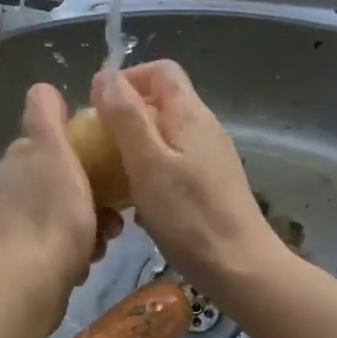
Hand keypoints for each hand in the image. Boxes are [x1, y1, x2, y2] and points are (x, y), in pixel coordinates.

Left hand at [0, 84, 121, 320]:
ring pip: (66, 211)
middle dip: (93, 192)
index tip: (105, 162)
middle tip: (113, 210)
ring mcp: (15, 223)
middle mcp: (11, 187)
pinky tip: (88, 260)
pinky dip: (78, 249)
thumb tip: (42, 89)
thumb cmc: (53, 213)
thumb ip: (45, 116)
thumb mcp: (53, 151)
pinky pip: (60, 242)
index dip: (81, 149)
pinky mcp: (24, 256)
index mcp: (18, 159)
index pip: (53, 141)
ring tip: (105, 238)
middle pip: (64, 178)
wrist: (33, 281)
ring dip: (91, 223)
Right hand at [92, 61, 284, 299]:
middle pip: (161, 101)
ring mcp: (210, 157)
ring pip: (164, 135)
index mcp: (190, 113)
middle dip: (124, 115)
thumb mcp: (147, 162)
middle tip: (97, 145)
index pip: (160, 70)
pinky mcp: (210, 184)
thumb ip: (125, 117)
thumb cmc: (188, 215)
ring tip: (111, 175)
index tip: (97, 106)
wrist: (239, 267)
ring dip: (134, 147)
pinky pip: (173, 162)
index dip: (126, 78)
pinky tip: (137, 202)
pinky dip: (150, 171)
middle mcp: (204, 127)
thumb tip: (104, 75)